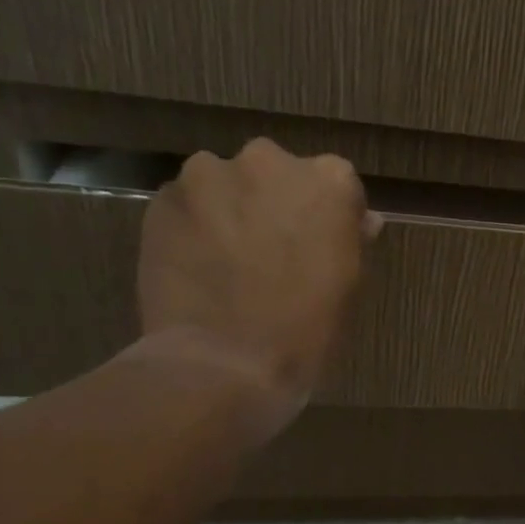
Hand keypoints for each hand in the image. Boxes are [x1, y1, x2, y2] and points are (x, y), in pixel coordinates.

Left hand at [133, 140, 378, 431]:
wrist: (225, 362)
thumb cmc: (307, 328)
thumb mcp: (348, 283)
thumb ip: (350, 238)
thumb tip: (361, 220)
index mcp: (329, 181)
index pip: (337, 183)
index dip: (330, 214)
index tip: (324, 243)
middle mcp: (270, 161)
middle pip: (278, 173)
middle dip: (277, 202)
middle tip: (275, 250)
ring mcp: (209, 175)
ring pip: (226, 184)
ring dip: (232, 210)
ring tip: (230, 259)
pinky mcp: (163, 199)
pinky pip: (188, 204)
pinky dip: (195, 225)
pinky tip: (199, 264)